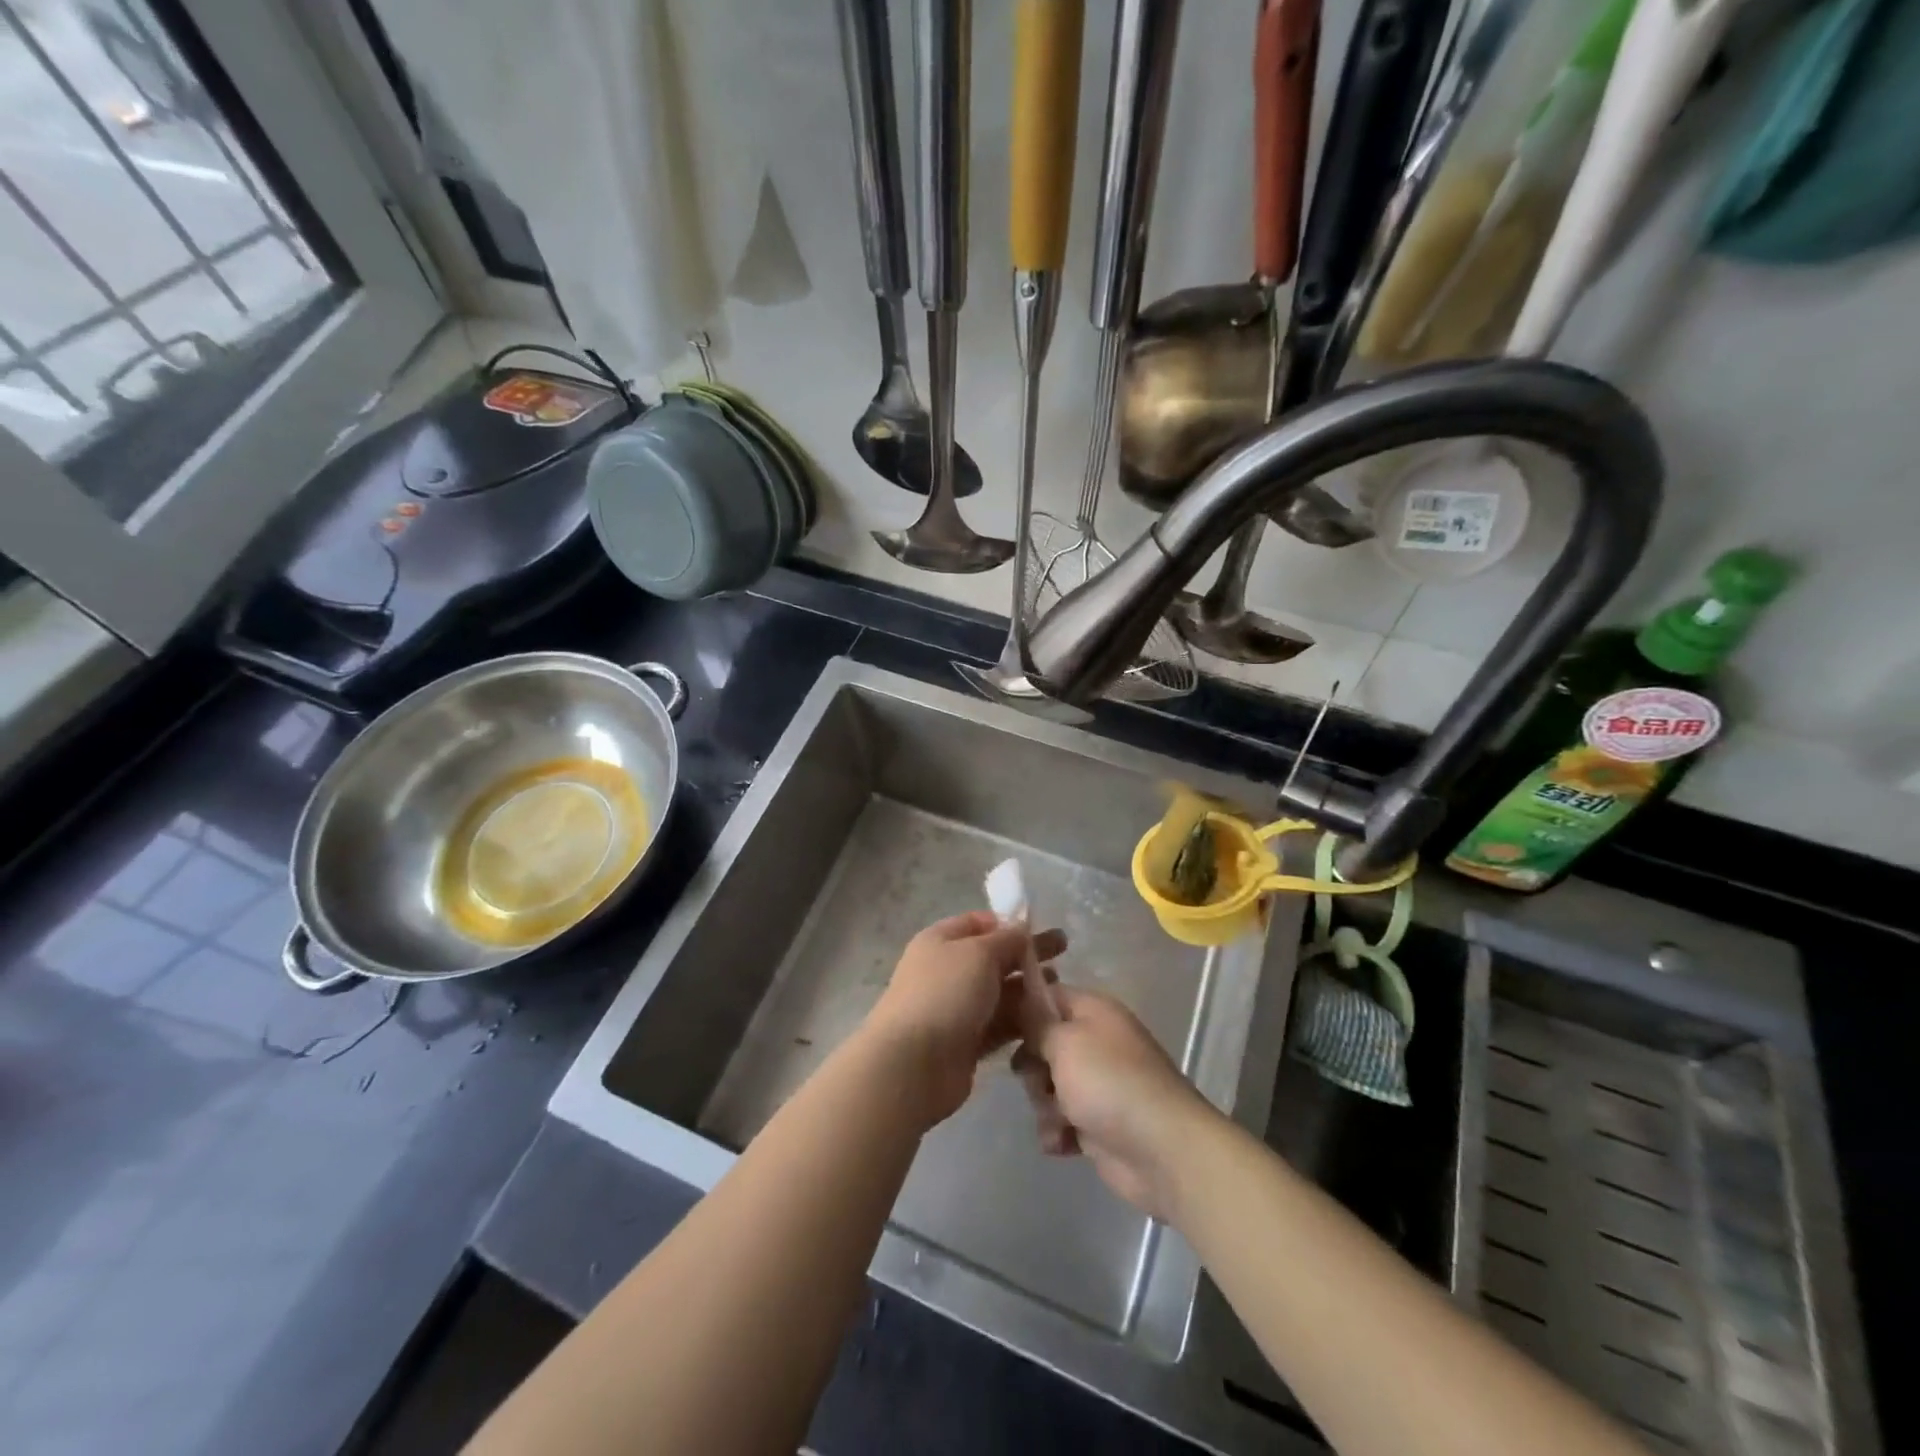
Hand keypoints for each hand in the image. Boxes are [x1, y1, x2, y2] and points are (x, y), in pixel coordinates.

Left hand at [862, 911, 1066, 1128]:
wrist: (913, 1064)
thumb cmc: (945, 994)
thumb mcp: (979, 953)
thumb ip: (1006, 940)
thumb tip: (1021, 930)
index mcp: (940, 940)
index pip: (978, 922)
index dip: (1008, 922)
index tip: (1040, 927)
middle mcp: (946, 970)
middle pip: (993, 957)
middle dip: (1026, 954)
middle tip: (1064, 950)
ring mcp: (955, 1008)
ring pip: (999, 992)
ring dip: (1028, 988)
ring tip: (1061, 988)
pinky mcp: (966, 1042)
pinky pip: (999, 1024)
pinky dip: (1020, 1020)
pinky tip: (1047, 1018)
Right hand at [1013, 986, 1219, 1222]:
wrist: (1162, 1150)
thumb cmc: (1109, 1082)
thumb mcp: (1065, 1040)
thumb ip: (1036, 1022)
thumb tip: (1021, 1005)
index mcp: (1094, 1011)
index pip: (1047, 995)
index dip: (1021, 1008)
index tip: (997, 1025)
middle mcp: (1096, 1042)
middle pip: (1043, 1045)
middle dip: (1033, 1067)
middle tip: (1039, 1080)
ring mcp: (1097, 1084)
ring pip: (1048, 1086)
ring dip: (1044, 1105)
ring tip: (1059, 1119)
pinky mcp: (1097, 1123)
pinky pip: (1060, 1120)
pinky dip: (1058, 1132)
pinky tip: (1063, 1143)